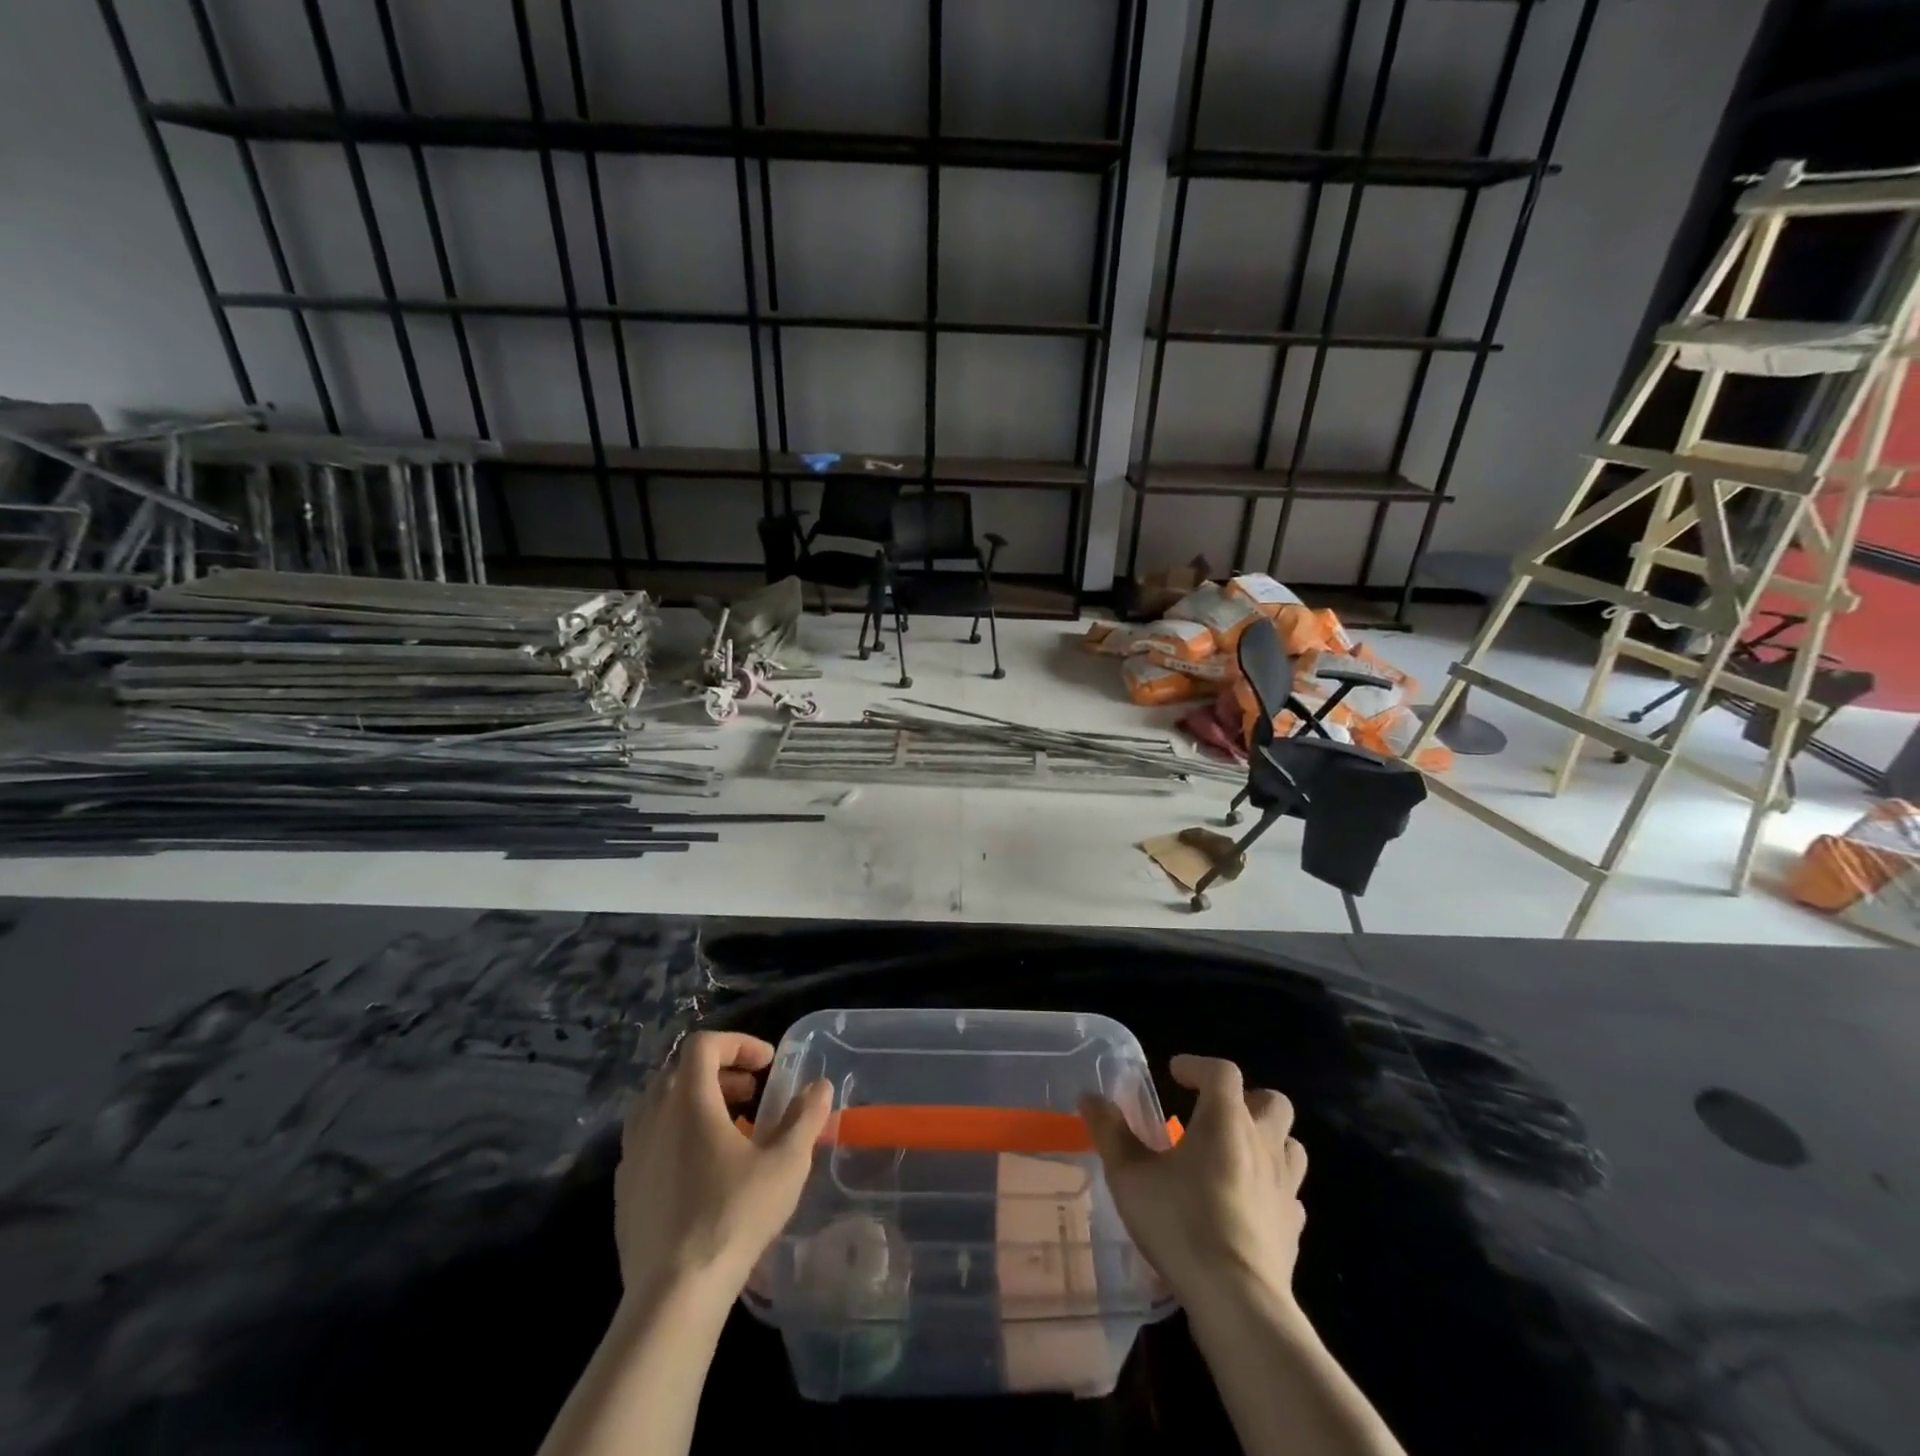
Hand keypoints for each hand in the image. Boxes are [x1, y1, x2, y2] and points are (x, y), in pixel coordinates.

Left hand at [614, 1030, 831, 1303]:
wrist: (672, 1295)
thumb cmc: (733, 1216)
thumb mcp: (786, 1163)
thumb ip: (805, 1117)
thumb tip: (819, 1086)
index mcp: (688, 1100)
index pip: (704, 1044)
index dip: (738, 1043)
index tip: (767, 1064)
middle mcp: (652, 1117)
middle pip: (681, 1070)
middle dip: (720, 1072)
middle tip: (752, 1093)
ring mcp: (631, 1154)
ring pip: (660, 1104)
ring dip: (696, 1102)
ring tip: (728, 1128)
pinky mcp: (622, 1190)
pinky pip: (648, 1140)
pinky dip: (676, 1134)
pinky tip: (701, 1169)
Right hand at [1081, 1054, 1306, 1316]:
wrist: (1237, 1302)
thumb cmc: (1180, 1224)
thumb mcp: (1130, 1175)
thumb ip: (1110, 1131)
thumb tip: (1089, 1096)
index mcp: (1226, 1120)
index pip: (1222, 1072)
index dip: (1198, 1066)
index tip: (1175, 1073)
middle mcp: (1263, 1144)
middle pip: (1272, 1101)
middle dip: (1246, 1099)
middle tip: (1213, 1113)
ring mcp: (1285, 1187)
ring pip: (1290, 1145)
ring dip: (1267, 1141)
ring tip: (1234, 1154)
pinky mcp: (1294, 1228)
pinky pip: (1290, 1194)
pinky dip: (1272, 1188)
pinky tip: (1247, 1203)